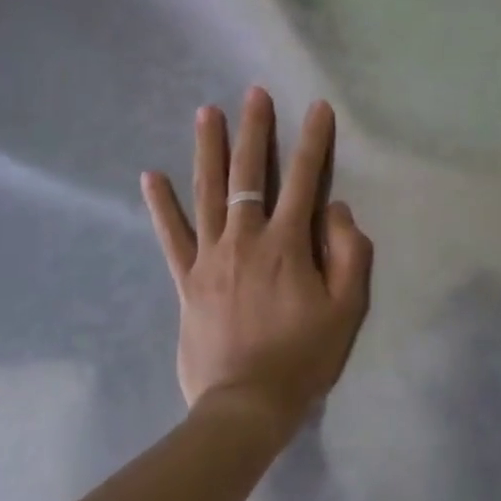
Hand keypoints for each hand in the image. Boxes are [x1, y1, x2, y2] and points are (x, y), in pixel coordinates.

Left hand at [142, 87, 372, 440]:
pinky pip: (171, 236)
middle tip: (253, 93)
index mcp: (288, 244)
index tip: (317, 108)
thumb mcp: (347, 308)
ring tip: (206, 112)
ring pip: (208, 193)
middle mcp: (246, 239)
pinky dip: (161, 205)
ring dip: (209, 149)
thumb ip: (349, 253)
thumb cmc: (303, 357)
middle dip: (254, 130)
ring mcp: (211, 258)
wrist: (245, 408)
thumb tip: (337, 210)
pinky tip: (151, 176)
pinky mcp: (187, 280)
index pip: (304, 179)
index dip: (313, 141)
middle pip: (249, 174)